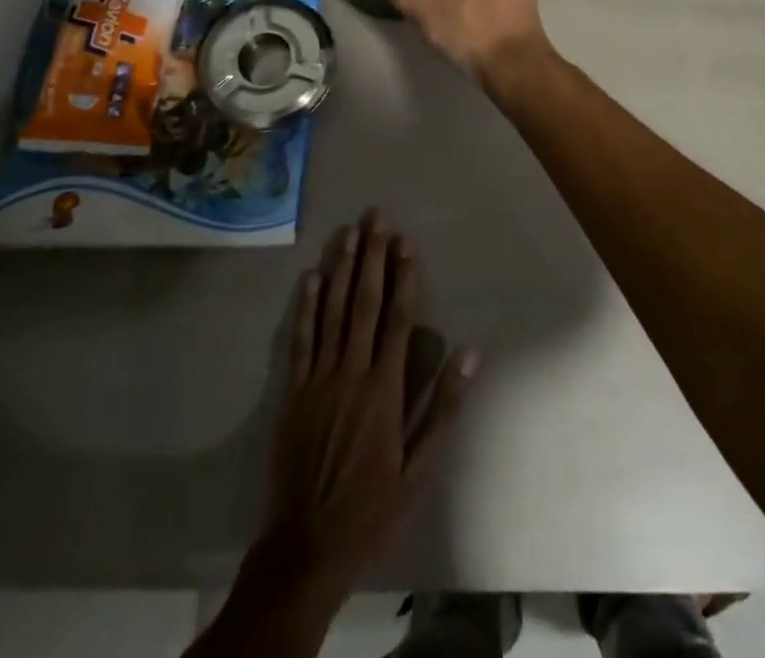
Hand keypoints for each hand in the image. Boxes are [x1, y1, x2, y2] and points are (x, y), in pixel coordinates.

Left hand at [250, 211, 479, 609]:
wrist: (307, 547)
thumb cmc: (373, 508)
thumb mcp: (420, 468)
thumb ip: (444, 406)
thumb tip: (471, 352)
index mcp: (384, 388)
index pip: (397, 319)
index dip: (403, 276)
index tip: (405, 242)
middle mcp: (351, 372)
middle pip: (364, 303)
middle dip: (371, 257)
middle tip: (376, 218)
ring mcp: (318, 380)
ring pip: (332, 312)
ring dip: (341, 269)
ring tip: (348, 233)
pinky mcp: (293, 393)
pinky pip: (300, 340)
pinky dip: (306, 307)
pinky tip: (310, 278)